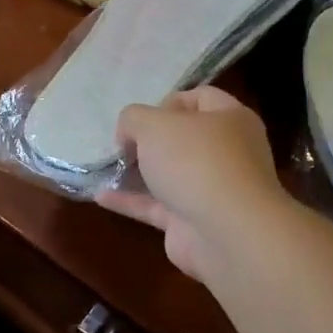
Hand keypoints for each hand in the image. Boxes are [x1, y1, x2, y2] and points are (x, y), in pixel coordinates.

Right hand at [97, 87, 285, 285]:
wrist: (227, 234)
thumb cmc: (195, 161)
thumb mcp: (153, 123)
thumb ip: (133, 118)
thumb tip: (129, 133)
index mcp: (231, 119)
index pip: (201, 98)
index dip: (169, 102)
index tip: (143, 117)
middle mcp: (227, 153)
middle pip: (184, 138)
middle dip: (149, 140)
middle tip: (123, 143)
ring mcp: (213, 190)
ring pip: (170, 174)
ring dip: (137, 172)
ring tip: (105, 167)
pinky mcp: (195, 223)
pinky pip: (157, 206)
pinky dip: (131, 201)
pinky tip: (101, 196)